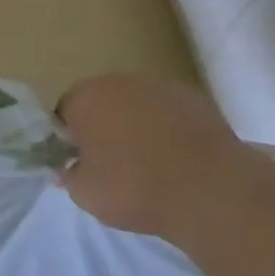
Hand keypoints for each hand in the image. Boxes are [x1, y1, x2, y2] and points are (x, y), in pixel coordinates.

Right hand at [57, 72, 244, 241]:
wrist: (208, 188)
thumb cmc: (135, 188)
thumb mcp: (87, 195)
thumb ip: (70, 177)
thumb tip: (67, 168)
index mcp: (87, 97)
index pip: (65, 113)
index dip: (70, 139)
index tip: (81, 164)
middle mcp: (119, 81)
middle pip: (102, 102)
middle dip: (104, 127)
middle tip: (114, 165)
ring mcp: (158, 84)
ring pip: (137, 104)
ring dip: (137, 125)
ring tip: (151, 163)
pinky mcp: (192, 96)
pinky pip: (168, 111)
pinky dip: (168, 128)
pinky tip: (179, 158)